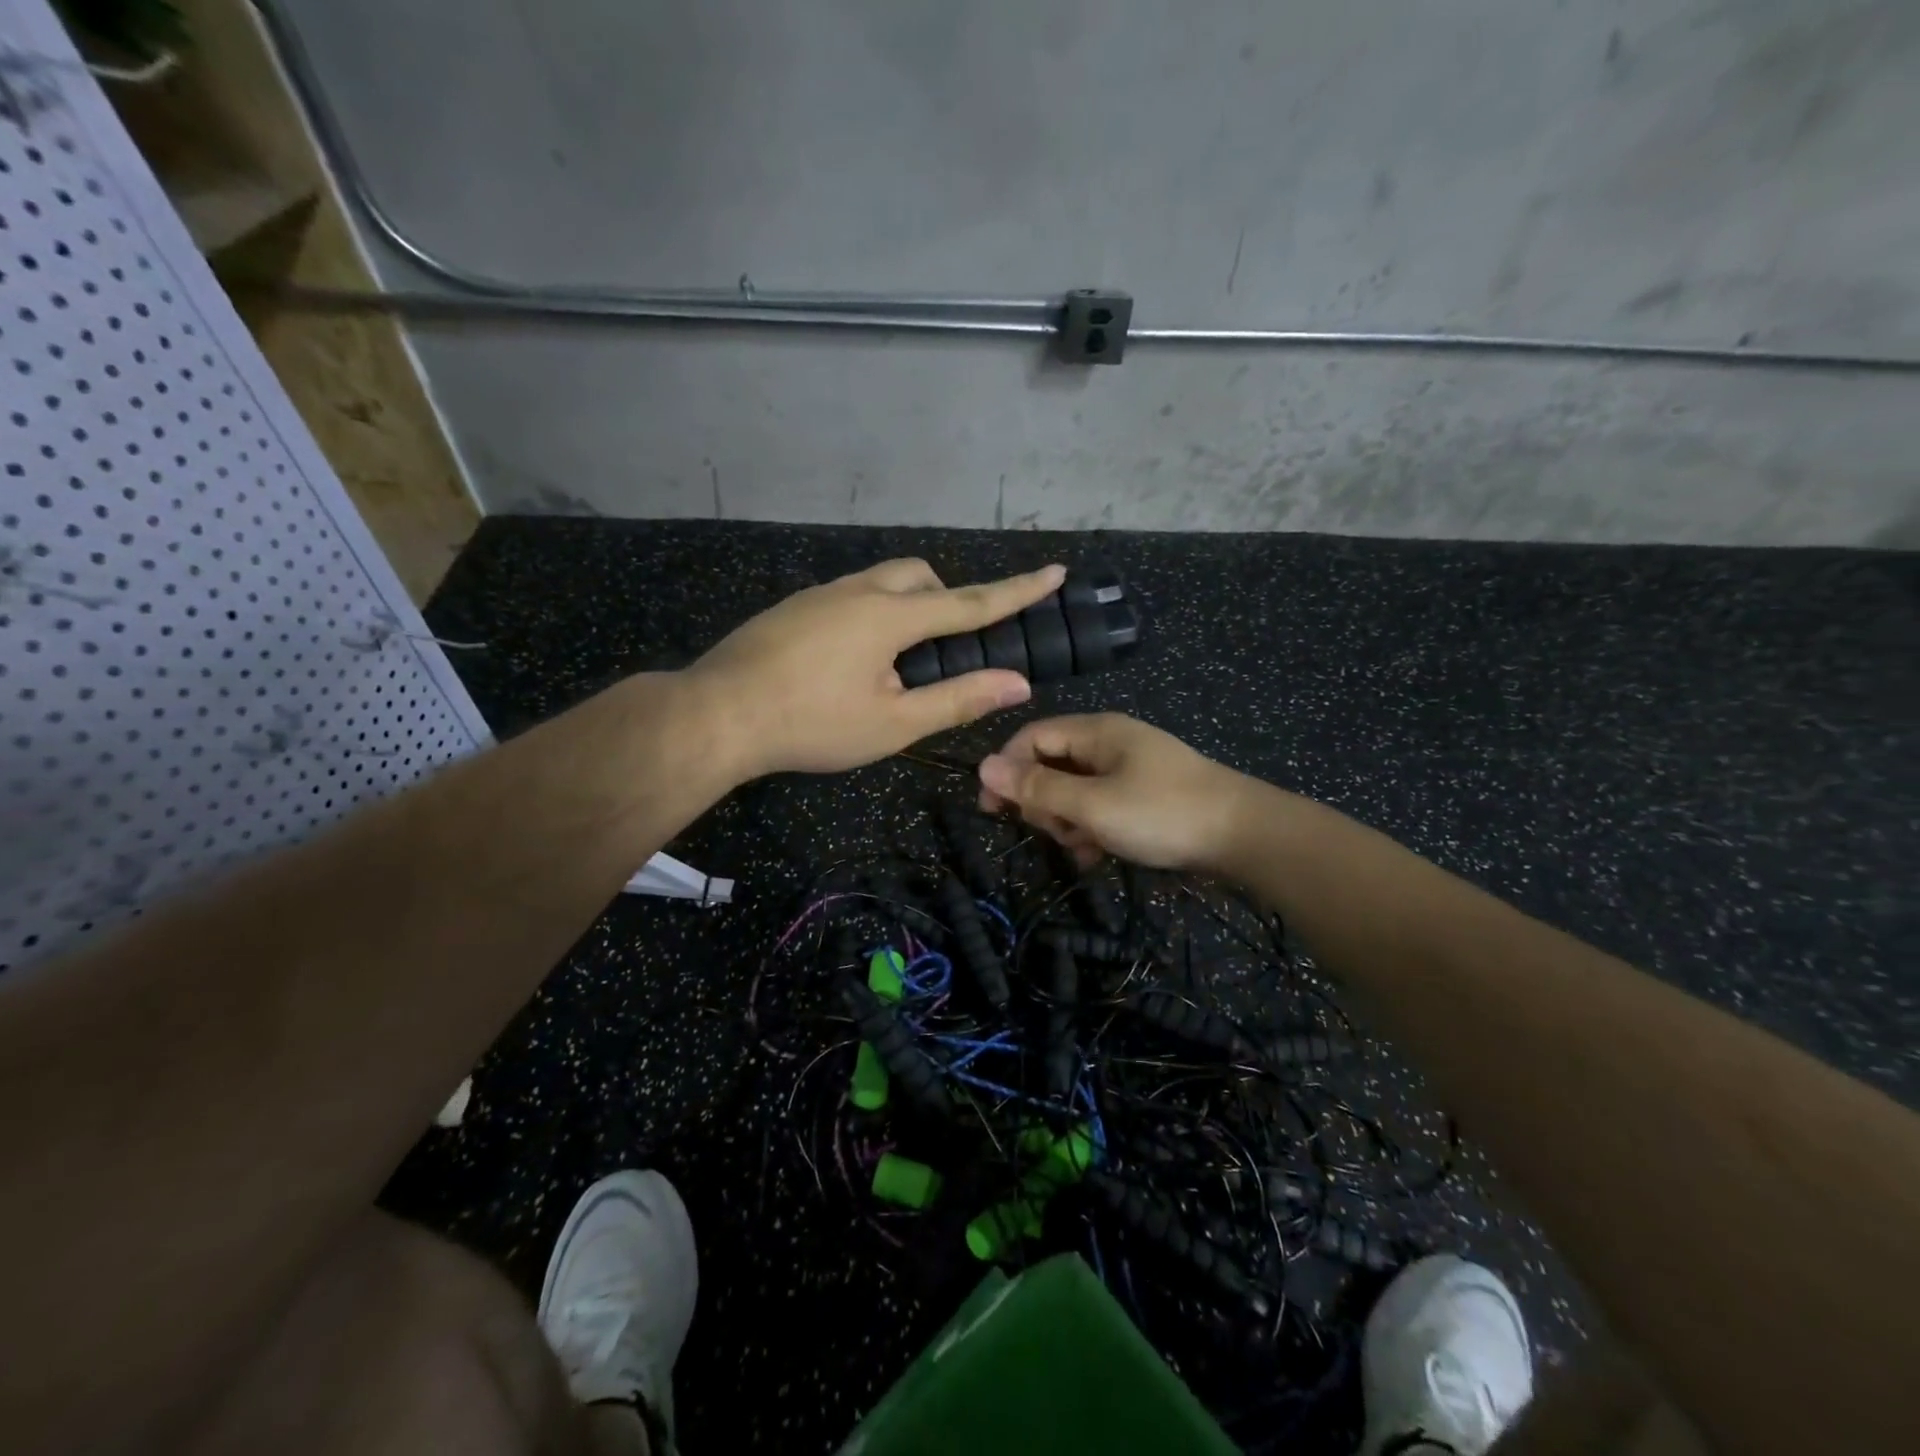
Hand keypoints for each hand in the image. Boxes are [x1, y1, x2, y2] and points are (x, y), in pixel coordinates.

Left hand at [689, 558, 1065, 777]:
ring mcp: (819, 595)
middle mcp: (857, 590)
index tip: (1054, 571)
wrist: (717, 714)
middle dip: (946, 599)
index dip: (1017, 590)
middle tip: (945, 648)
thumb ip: (957, 700)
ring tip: (896, 663)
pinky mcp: (793, 608)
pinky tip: (850, 662)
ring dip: (906, 608)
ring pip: (880, 582)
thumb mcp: (893, 724)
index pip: (969, 601)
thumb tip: (1017, 684)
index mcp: (890, 616)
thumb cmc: (811, 724)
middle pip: (919, 576)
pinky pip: (849, 597)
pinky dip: (871, 616)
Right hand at [977, 713, 1250, 871]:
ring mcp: (1132, 769)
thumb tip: (982, 767)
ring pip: (1076, 789)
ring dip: (1067, 819)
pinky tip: (1096, 855)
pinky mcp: (1147, 795)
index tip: (991, 809)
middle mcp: (1111, 743)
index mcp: (1097, 732)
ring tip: (1080, 847)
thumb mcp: (1092, 804)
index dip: (1006, 768)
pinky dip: (1092, 827)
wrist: (1245, 836)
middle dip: (1042, 800)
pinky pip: (1102, 805)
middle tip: (1050, 831)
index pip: (1032, 737)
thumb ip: (1037, 787)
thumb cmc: (1162, 814)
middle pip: (1053, 764)